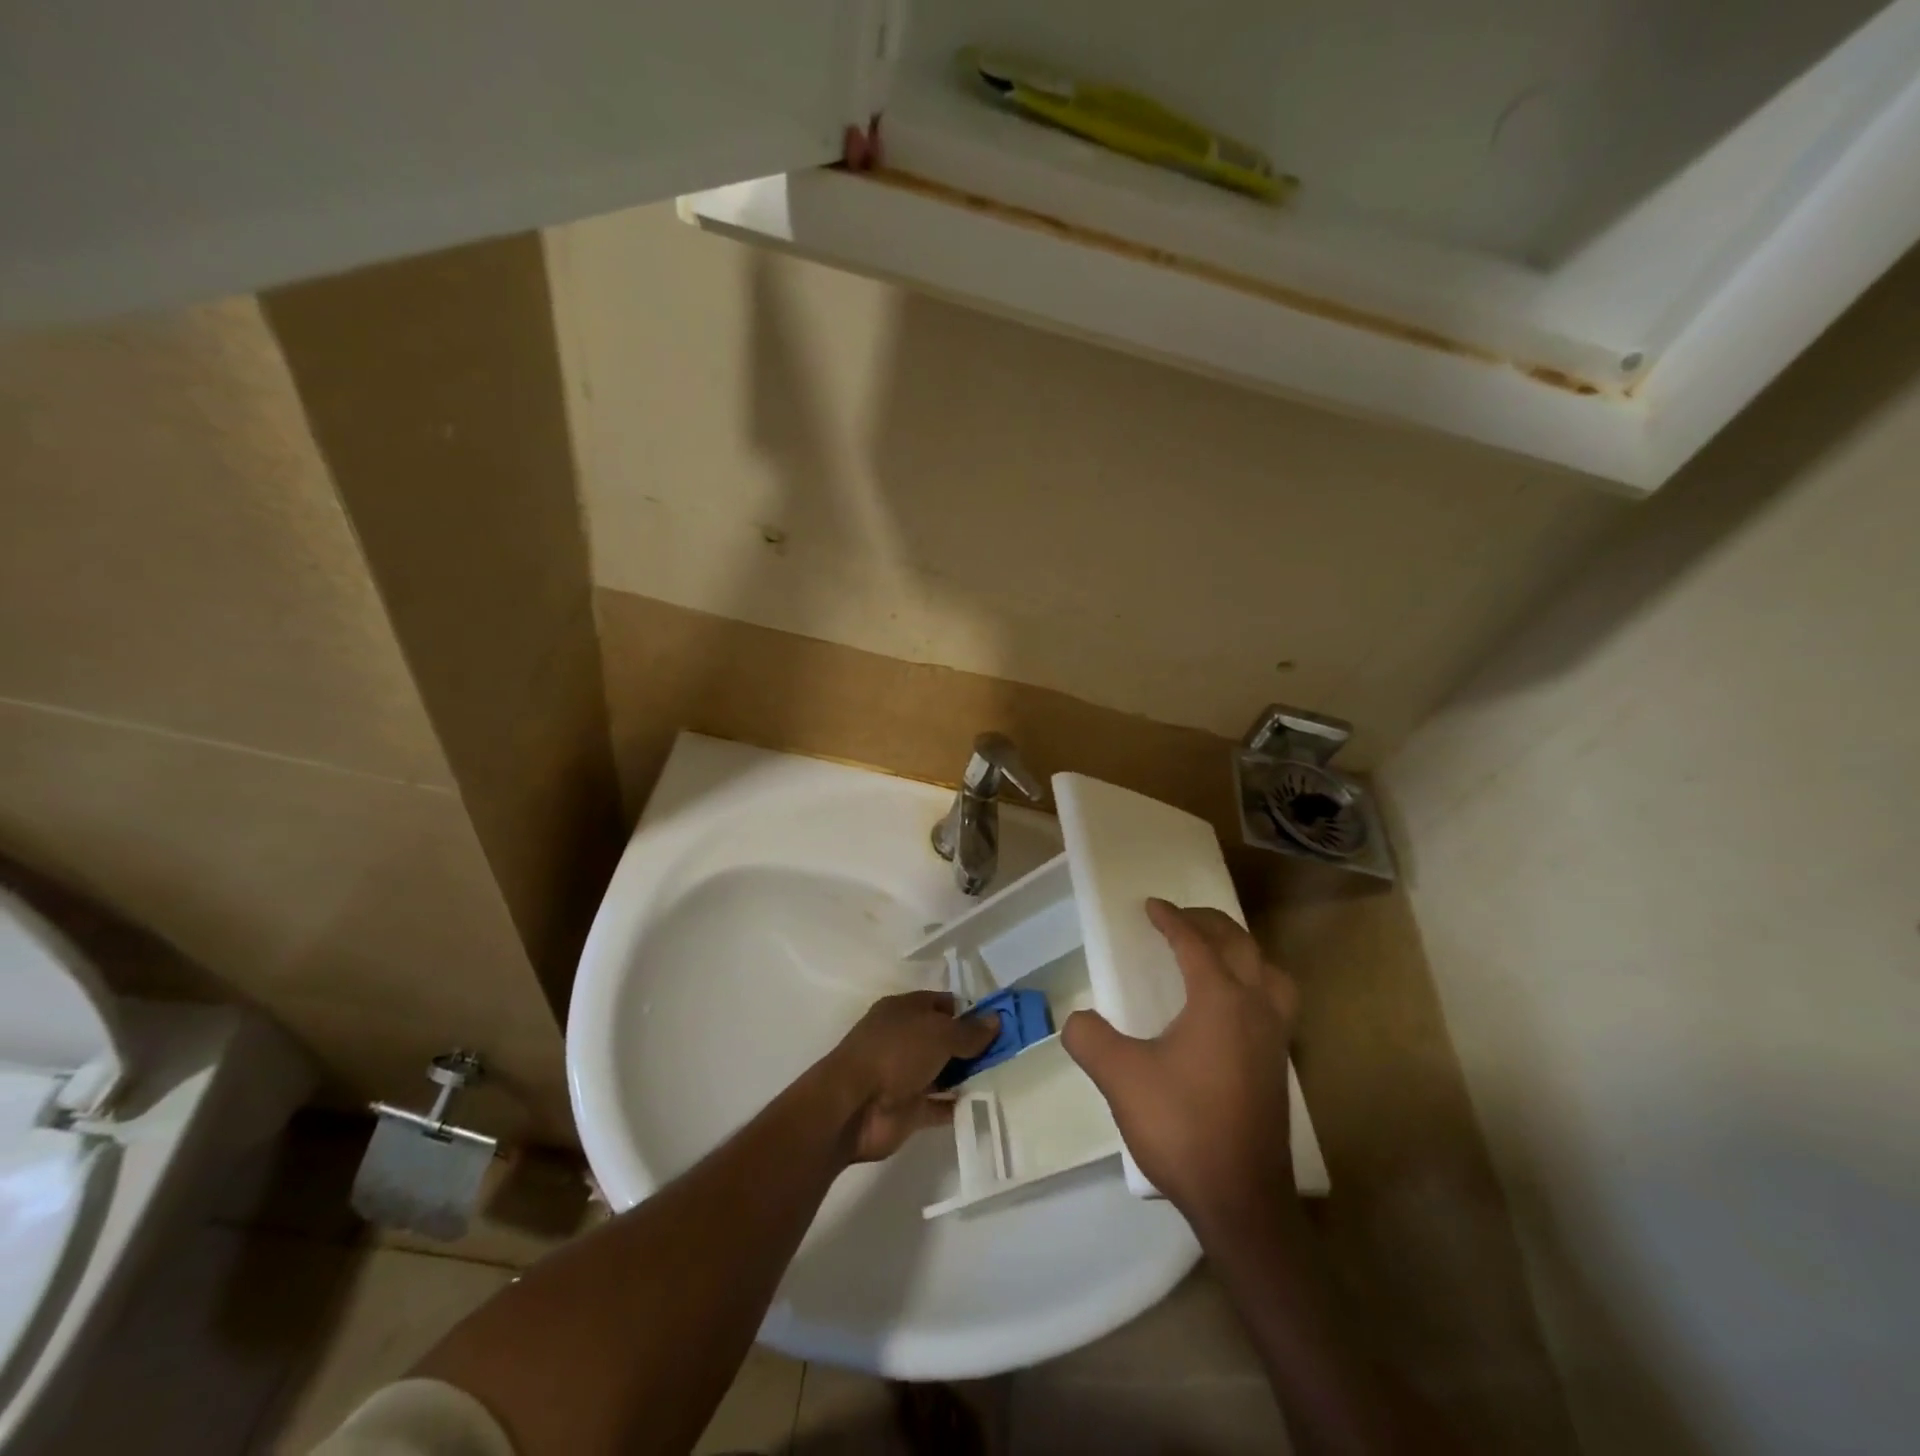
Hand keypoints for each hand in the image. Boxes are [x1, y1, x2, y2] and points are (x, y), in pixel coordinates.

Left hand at [818, 991, 997, 1162]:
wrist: (853, 1106)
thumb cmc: (895, 1053)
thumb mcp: (938, 1033)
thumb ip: (969, 1031)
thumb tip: (996, 1019)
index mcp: (905, 1010)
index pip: (943, 1004)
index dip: (970, 1011)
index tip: (1000, 1022)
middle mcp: (904, 1039)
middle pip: (945, 1038)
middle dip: (973, 1045)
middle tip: (1011, 1052)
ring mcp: (905, 1075)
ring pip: (944, 1071)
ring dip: (968, 1075)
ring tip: (1006, 1076)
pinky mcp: (909, 1109)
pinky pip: (940, 1105)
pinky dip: (959, 1105)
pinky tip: (987, 1104)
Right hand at [1063, 899, 1298, 1229]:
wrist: (1240, 1200)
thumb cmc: (1181, 1127)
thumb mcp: (1120, 1078)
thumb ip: (1090, 1039)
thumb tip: (1077, 1019)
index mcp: (1219, 999)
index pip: (1195, 943)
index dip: (1171, 920)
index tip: (1151, 906)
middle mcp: (1255, 1008)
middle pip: (1240, 945)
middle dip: (1209, 923)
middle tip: (1181, 917)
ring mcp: (1274, 1038)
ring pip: (1269, 972)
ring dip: (1243, 951)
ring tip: (1217, 953)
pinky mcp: (1279, 1066)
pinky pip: (1275, 1001)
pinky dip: (1256, 982)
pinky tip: (1232, 1008)